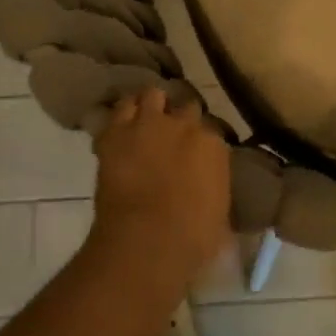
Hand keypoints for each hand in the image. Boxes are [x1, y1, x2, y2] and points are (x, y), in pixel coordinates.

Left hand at [91, 88, 231, 278]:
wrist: (148, 240)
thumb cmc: (194, 236)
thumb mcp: (220, 211)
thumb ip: (216, 187)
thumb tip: (210, 187)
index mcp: (213, 143)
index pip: (211, 128)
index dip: (202, 139)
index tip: (197, 151)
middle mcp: (184, 124)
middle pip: (185, 104)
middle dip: (179, 116)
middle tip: (172, 133)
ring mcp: (148, 124)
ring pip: (151, 95)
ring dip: (150, 105)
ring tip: (145, 118)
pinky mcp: (115, 133)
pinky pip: (119, 110)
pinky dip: (121, 116)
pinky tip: (120, 127)